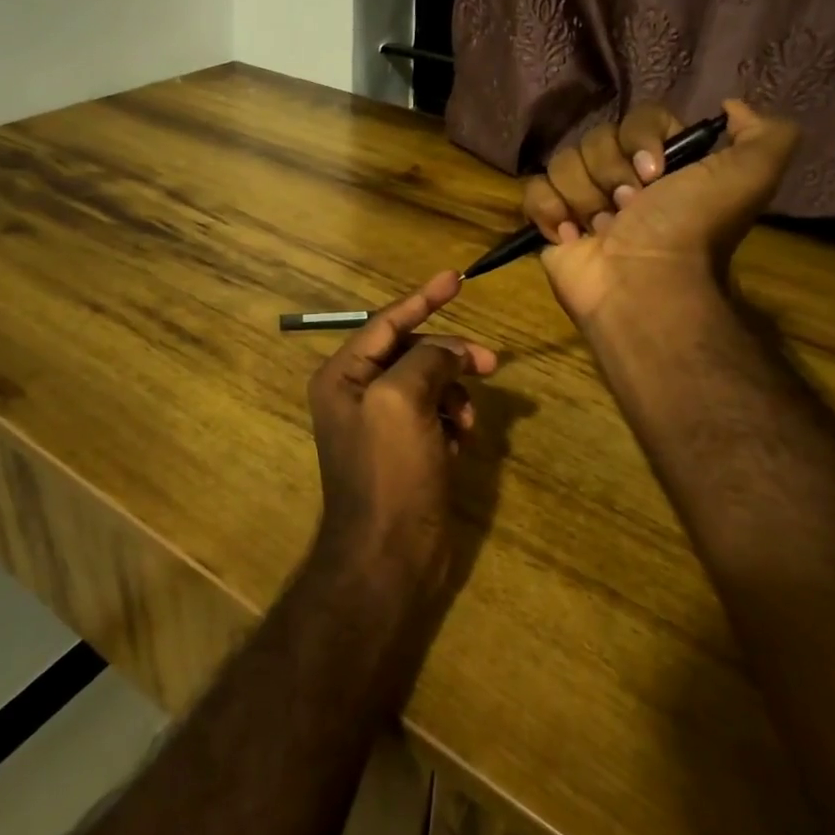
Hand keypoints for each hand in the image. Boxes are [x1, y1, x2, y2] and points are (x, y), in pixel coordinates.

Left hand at [306, 271, 498, 599]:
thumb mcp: (403, 401)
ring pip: (430, 384)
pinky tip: (460, 443)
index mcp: (343, 376)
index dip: (423, 298)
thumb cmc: (388, 473)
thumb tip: (451, 351)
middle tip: (491, 363)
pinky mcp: (406, 450)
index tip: (457, 277)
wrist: (388, 557)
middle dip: (451, 355)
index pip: (387, 322)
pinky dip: (453, 421)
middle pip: (413, 352)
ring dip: (455, 394)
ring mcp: (383, 424)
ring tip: (468, 422)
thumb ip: (427, 359)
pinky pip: (437, 415)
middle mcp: (358, 393)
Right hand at [521, 99, 799, 328]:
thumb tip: (731, 106)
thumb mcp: (751, 176)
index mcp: (665, 163)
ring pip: (564, 162)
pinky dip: (549, 211)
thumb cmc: (690, 229)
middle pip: (596, 138)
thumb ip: (765, 134)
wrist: (644, 284)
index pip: (639, 118)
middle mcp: (623, 178)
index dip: (641, 139)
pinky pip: (534, 190)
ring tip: (602, 230)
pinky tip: (570, 235)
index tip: (655, 174)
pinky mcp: (551, 223)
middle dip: (612, 173)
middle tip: (630, 209)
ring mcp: (584, 201)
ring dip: (585, 197)